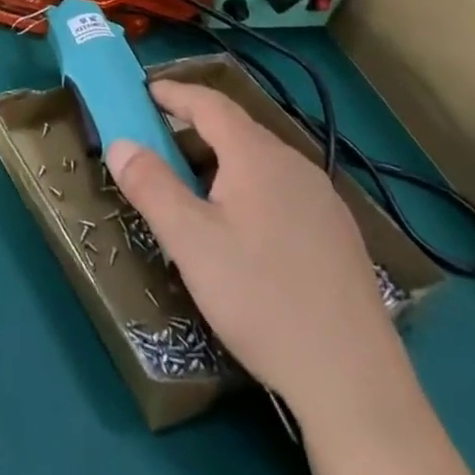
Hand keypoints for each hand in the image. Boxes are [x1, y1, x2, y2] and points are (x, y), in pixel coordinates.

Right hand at [106, 82, 404, 415]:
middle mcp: (297, 167)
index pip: (210, 104)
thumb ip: (150, 185)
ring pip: (260, 162)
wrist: (354, 383)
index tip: (142, 91)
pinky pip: (282, 190)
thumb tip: (120, 143)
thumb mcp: (189, 240)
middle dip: (191, 129)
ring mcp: (325, 203)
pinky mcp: (338, 238)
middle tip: (154, 146)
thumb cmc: (260, 298)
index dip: (174, 93)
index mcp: (258, 158)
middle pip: (237, 130)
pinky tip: (240, 229)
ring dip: (219, 161)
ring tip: (189, 188)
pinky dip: (247, 187)